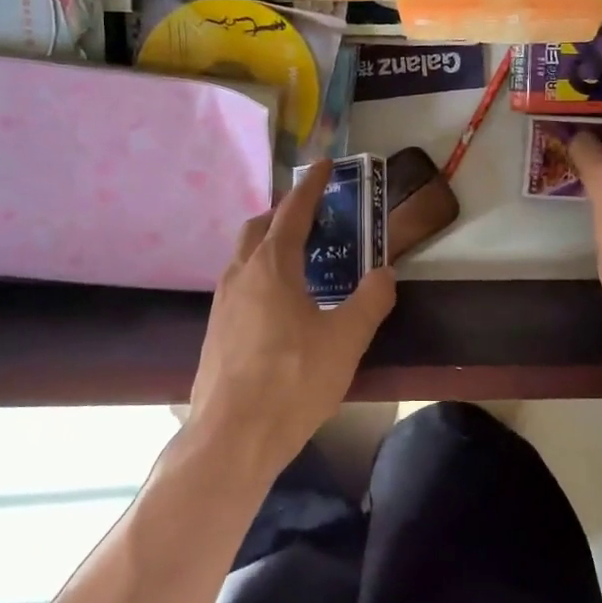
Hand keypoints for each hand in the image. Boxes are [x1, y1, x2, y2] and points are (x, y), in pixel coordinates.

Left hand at [187, 161, 396, 478]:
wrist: (232, 437)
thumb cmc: (292, 381)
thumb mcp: (346, 340)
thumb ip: (370, 301)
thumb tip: (385, 274)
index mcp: (271, 266)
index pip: (292, 211)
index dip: (311, 185)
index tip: (324, 165)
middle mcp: (240, 274)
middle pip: (258, 227)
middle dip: (284, 215)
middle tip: (314, 220)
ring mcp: (222, 303)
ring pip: (244, 257)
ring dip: (269, 246)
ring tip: (301, 263)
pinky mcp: (215, 330)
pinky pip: (239, 286)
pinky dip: (260, 277)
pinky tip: (280, 307)